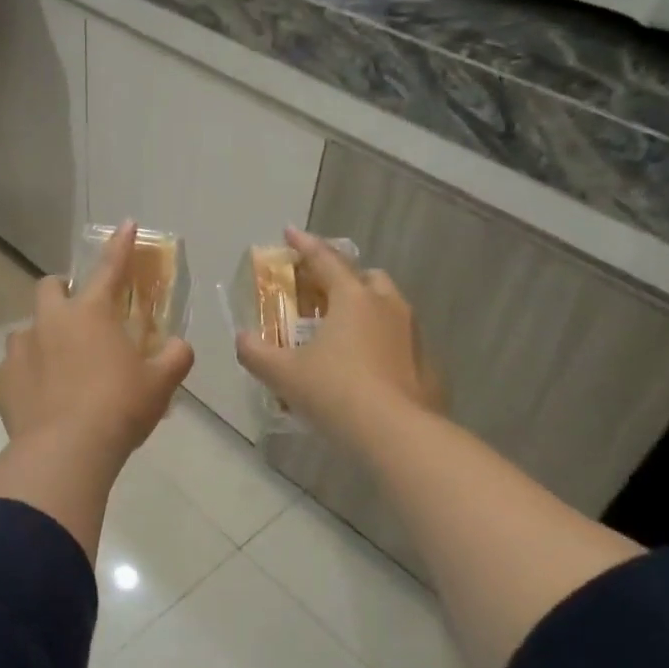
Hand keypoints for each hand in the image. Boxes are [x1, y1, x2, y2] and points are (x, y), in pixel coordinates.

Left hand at [0, 221, 193, 461]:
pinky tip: (36, 398)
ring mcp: (19, 350)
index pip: (110, 269)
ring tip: (56, 366)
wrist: (67, 451)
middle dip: (61, 291)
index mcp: (91, 313)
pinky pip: (9, 370)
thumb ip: (175, 357)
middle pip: (48, 287)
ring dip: (41, 338)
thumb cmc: (119, 408)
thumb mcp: (160, 383)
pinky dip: (23, 378)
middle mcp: (50, 321)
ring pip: (25, 330)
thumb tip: (178, 347)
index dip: (120, 246)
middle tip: (78, 314)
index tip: (125, 224)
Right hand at [235, 228, 441, 445]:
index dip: (304, 245)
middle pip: (366, 278)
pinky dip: (381, 342)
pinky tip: (366, 367)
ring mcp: (412, 334)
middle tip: (321, 294)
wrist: (397, 433)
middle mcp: (388, 306)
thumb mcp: (284, 375)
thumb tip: (242, 339)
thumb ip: (257, 353)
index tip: (290, 233)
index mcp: (353, 298)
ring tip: (343, 333)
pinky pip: (399, 340)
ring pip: (388, 307)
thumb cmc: (335, 392)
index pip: (325, 259)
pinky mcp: (426, 363)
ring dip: (366, 310)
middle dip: (343, 278)